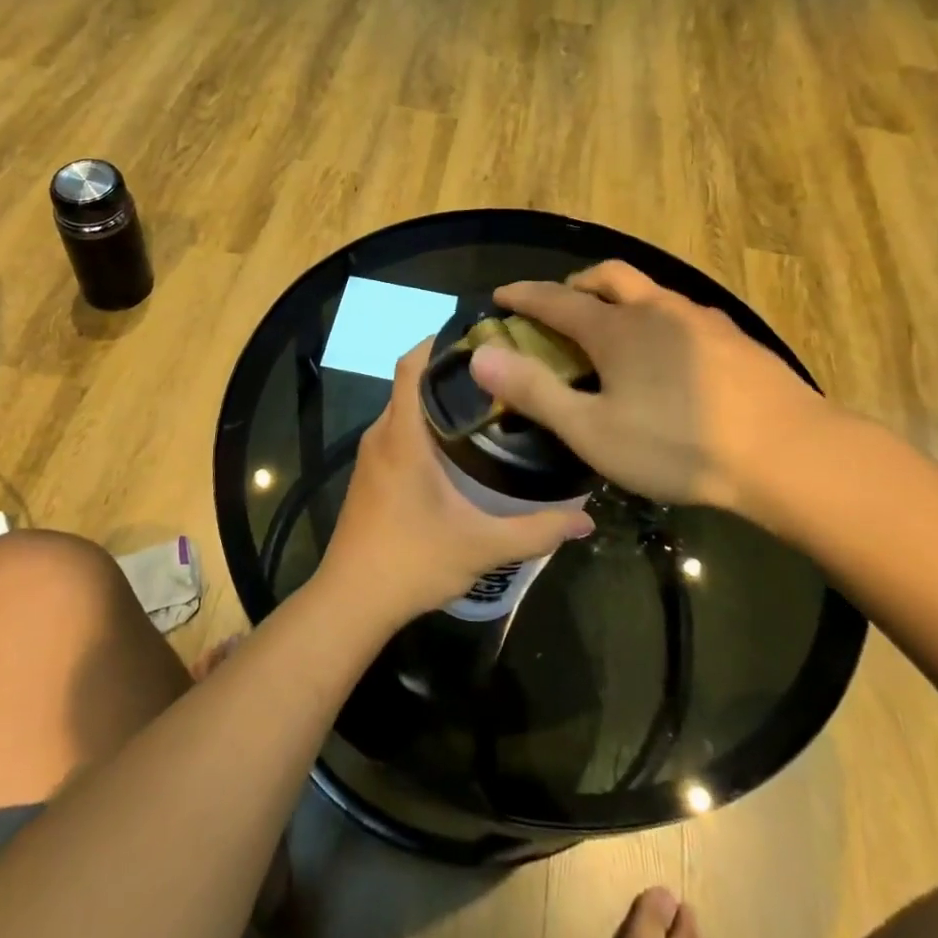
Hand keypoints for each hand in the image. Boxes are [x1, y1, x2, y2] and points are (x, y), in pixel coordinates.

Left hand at [318, 340, 595, 629]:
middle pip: (411, 383)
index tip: (480, 335)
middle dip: (450, 371)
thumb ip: (536, 530)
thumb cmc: (411, 562)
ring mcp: (371, 455)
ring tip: (488, 402)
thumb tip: (587, 519)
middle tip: (501, 371)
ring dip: (437, 400)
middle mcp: (381, 435)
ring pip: (404, 408)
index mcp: (402, 436)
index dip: (438, 342)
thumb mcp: (481, 546)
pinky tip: (459, 446)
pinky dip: (425, 425)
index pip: (411, 365)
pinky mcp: (370, 474)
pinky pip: (398, 431)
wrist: (351, 602)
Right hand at [467, 262, 835, 534]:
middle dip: (576, 285)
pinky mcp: (734, 340)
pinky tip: (667, 358)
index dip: (523, 296)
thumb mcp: (593, 430)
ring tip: (613, 334)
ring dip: (619, 300)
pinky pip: (680, 314)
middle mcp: (655, 310)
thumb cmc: (678, 445)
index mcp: (616, 328)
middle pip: (607, 277)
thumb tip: (481, 355)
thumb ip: (535, 391)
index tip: (500, 295)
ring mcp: (700, 321)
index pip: (555, 300)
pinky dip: (656, 321)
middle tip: (561, 307)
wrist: (789, 454)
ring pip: (649, 293)